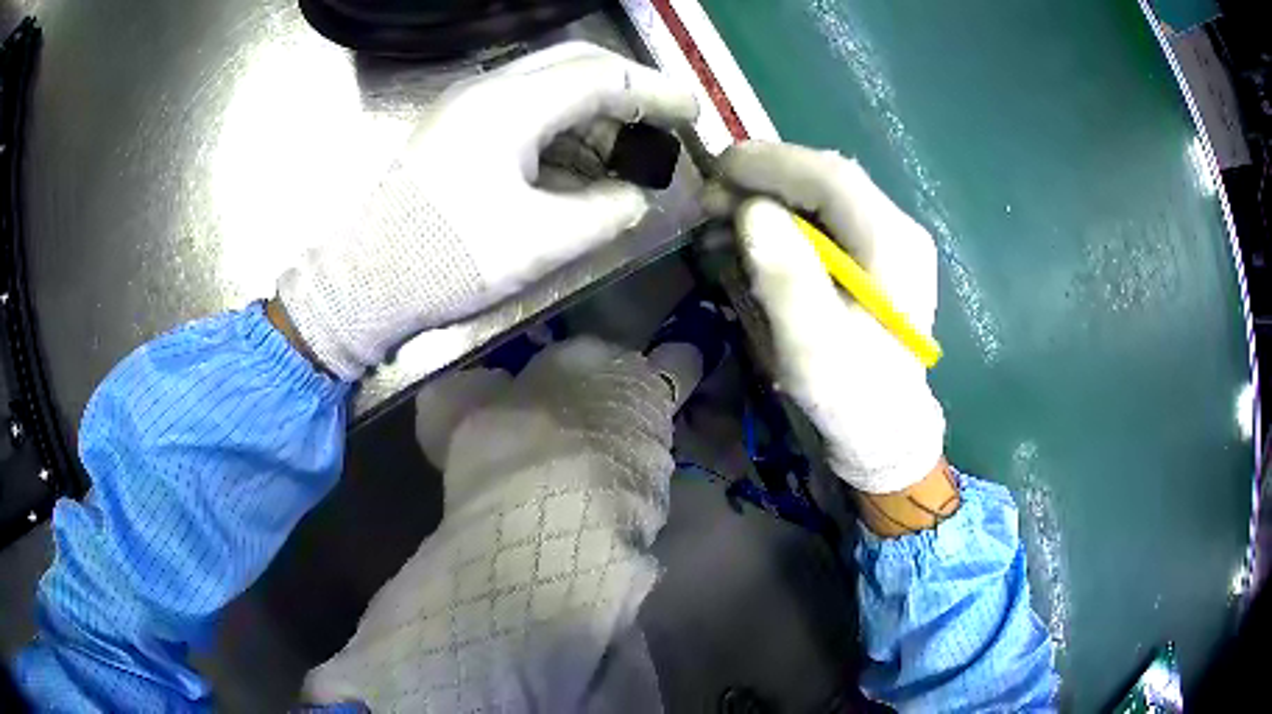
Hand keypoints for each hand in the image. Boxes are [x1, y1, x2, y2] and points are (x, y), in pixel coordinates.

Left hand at [278, 42, 697, 380]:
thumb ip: (604, 213)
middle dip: (628, 85)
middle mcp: (488, 89)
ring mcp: (467, 104)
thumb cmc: (447, 259)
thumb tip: (635, 198)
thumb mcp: (539, 243)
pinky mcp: (456, 127)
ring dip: (594, 106)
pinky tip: (578, 159)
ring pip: (548, 81)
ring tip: (626, 147)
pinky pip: (523, 107)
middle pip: (575, 62)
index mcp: (510, 106)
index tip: (691, 113)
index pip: (602, 76)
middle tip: (663, 119)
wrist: (364, 280)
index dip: (655, 91)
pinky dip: (561, 125)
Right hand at [714, 141, 944, 494]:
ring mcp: (888, 238)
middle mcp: (898, 228)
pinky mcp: (873, 253)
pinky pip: (822, 216)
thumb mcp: (812, 349)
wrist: (885, 428)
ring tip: (720, 220)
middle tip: (710, 201)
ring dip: (768, 196)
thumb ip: (786, 279)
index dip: (771, 163)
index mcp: (894, 244)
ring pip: (821, 193)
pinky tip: (749, 236)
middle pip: (826, 178)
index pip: (832, 177)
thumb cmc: (850, 396)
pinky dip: (781, 217)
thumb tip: (751, 211)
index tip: (716, 172)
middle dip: (764, 178)